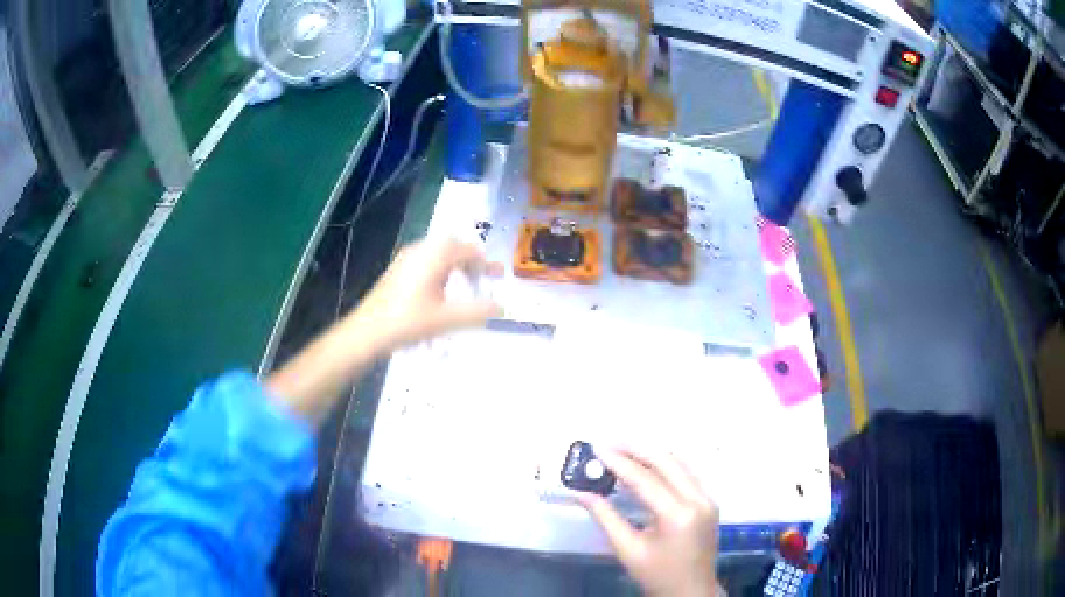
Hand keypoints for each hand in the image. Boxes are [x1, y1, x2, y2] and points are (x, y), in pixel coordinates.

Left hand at [266, 239, 500, 425]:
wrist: (368, 332)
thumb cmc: (408, 322)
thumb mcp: (447, 319)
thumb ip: (477, 311)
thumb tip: (502, 308)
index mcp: (435, 256)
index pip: (468, 251)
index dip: (486, 263)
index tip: (500, 275)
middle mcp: (421, 250)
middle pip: (453, 246)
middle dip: (472, 259)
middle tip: (484, 276)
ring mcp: (406, 259)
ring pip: (438, 252)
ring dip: (456, 263)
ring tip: (466, 282)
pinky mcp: (397, 270)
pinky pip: (426, 259)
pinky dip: (441, 267)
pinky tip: (441, 289)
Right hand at [579, 448, 721, 596]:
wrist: (690, 591)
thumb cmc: (657, 575)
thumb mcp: (627, 549)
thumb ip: (605, 518)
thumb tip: (582, 493)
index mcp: (678, 515)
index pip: (645, 480)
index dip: (619, 463)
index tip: (597, 450)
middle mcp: (699, 499)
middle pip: (667, 462)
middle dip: (637, 450)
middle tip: (609, 444)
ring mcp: (708, 499)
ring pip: (679, 463)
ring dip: (651, 454)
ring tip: (623, 451)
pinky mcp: (709, 501)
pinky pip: (686, 474)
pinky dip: (665, 466)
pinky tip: (645, 467)